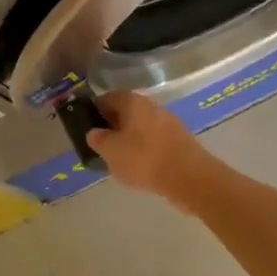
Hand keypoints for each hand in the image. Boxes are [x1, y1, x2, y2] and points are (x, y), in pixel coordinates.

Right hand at [88, 91, 215, 210]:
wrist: (189, 177)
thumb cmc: (144, 159)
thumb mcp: (110, 151)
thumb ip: (97, 139)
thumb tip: (95, 132)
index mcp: (133, 102)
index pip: (107, 98)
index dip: (94, 111)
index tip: (86, 128)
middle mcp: (152, 106)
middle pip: (125, 112)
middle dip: (112, 127)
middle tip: (101, 146)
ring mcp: (168, 122)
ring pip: (140, 127)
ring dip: (128, 140)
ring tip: (119, 160)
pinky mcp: (179, 140)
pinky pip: (154, 140)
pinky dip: (144, 150)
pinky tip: (140, 167)